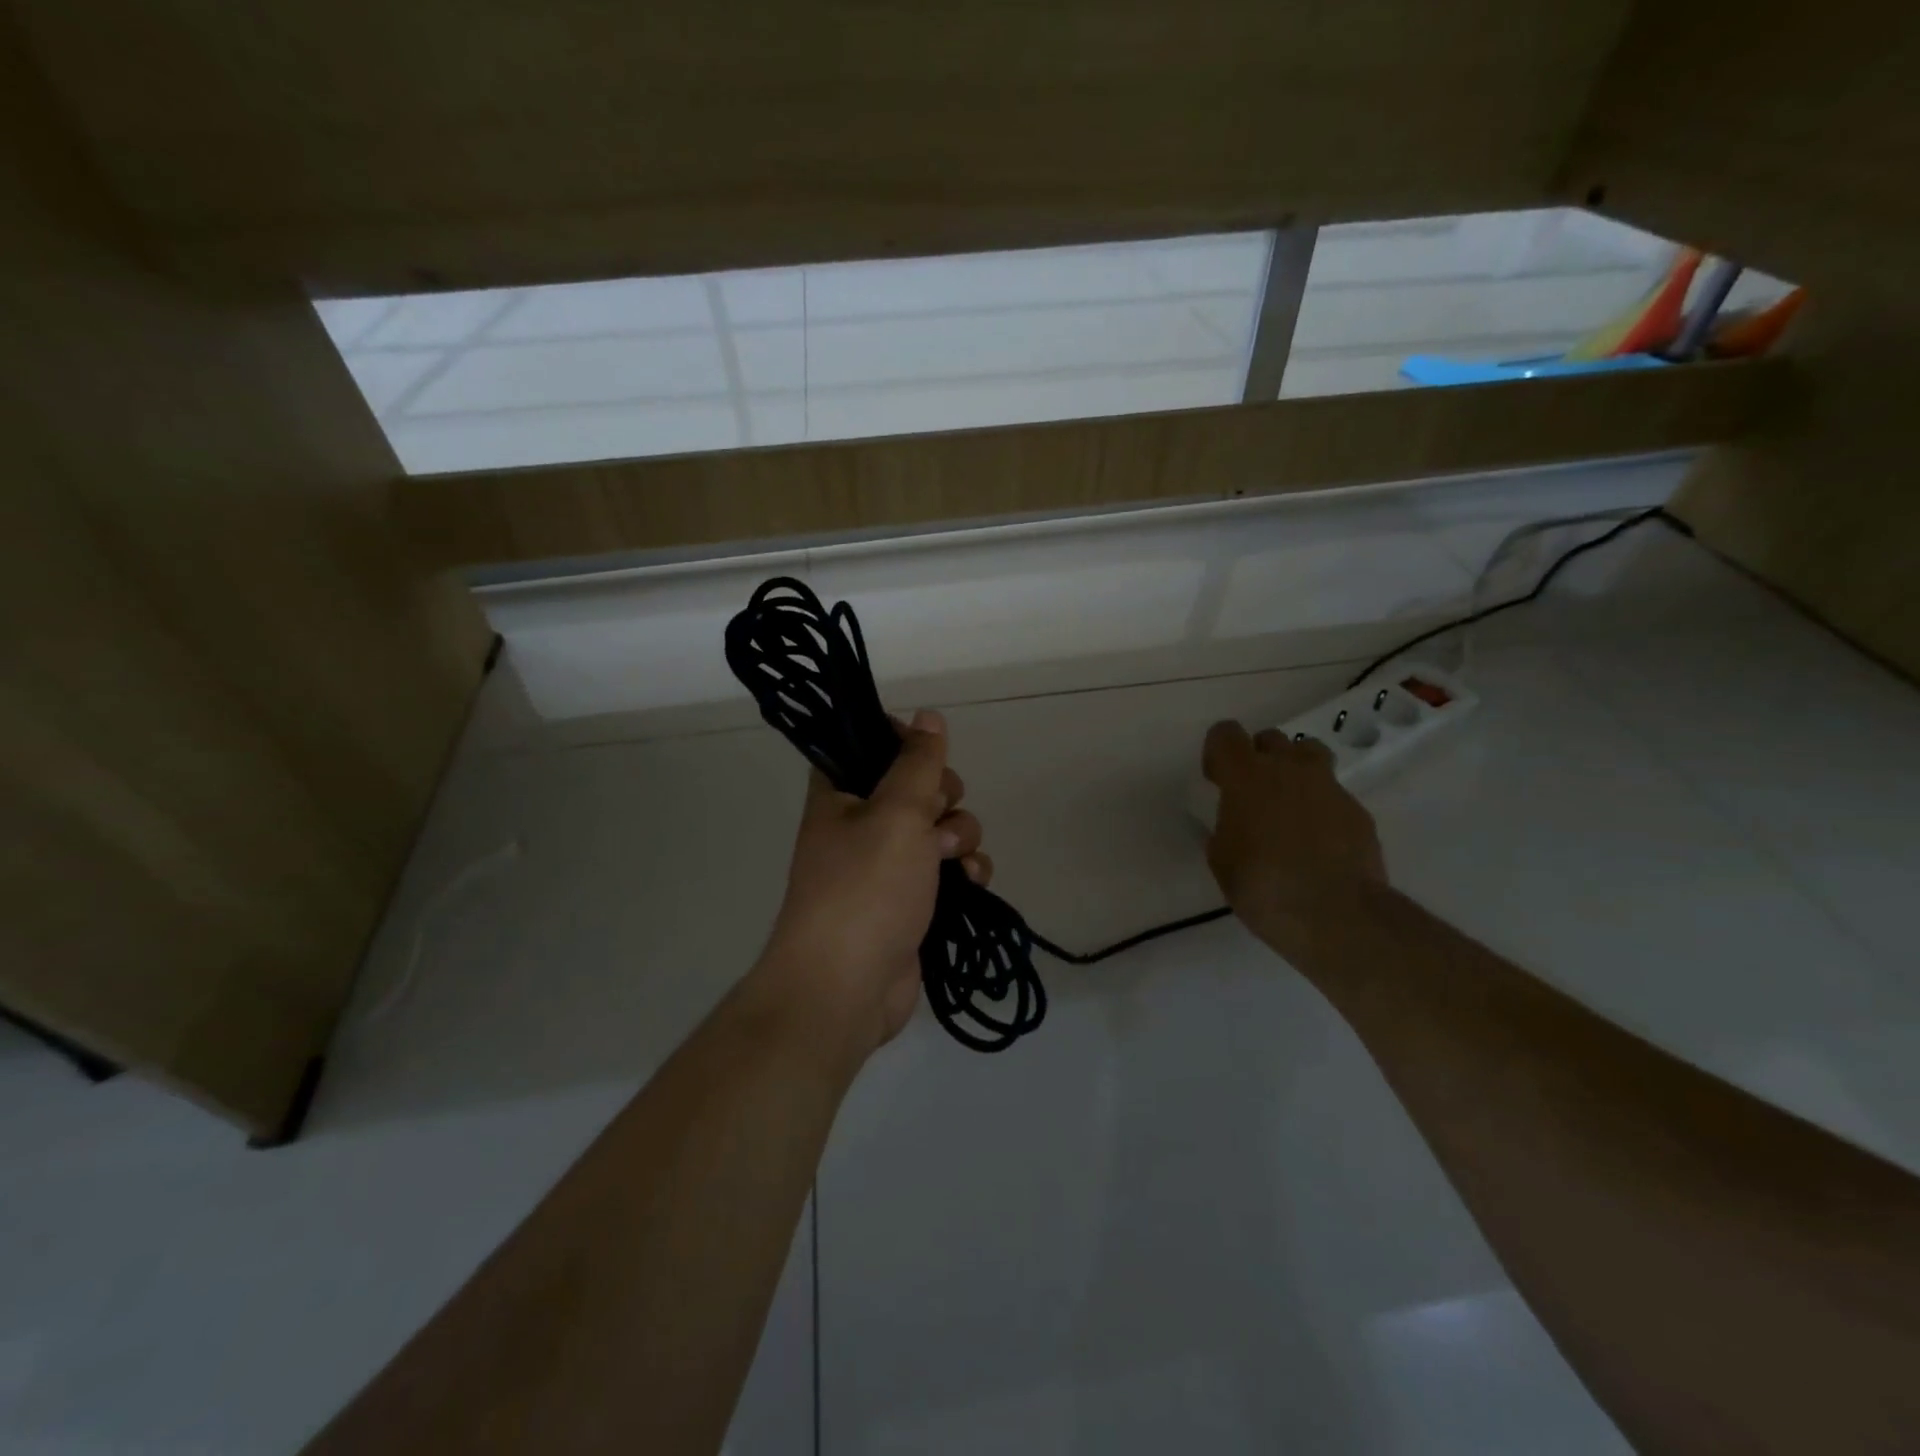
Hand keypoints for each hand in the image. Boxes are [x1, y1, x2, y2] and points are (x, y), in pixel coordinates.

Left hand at [752, 710, 992, 1063]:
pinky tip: (972, 883)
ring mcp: (887, 865)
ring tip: (952, 860)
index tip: (927, 753)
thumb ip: (918, 762)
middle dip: (942, 798)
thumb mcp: (896, 812)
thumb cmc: (865, 888)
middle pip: (917, 786)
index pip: (869, 745)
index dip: (903, 741)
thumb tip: (929, 715)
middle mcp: (861, 824)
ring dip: (960, 837)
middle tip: (935, 815)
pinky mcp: (911, 901)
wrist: (846, 987)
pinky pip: (949, 870)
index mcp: (840, 794)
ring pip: (941, 828)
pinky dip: (965, 871)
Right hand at [1202, 720, 1386, 968]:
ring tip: (1289, 807)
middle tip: (1253, 795)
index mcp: (1246, 777)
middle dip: (1259, 758)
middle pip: (1270, 738)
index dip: (1218, 753)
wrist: (1337, 915)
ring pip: (1309, 754)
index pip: (1225, 734)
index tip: (1217, 780)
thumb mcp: (1222, 861)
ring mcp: (1328, 787)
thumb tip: (1234, 825)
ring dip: (1295, 770)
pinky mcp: (1357, 810)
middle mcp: (1288, 769)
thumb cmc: (1263, 887)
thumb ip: (1225, 829)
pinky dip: (1322, 808)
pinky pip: (1333, 795)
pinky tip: (1319, 843)